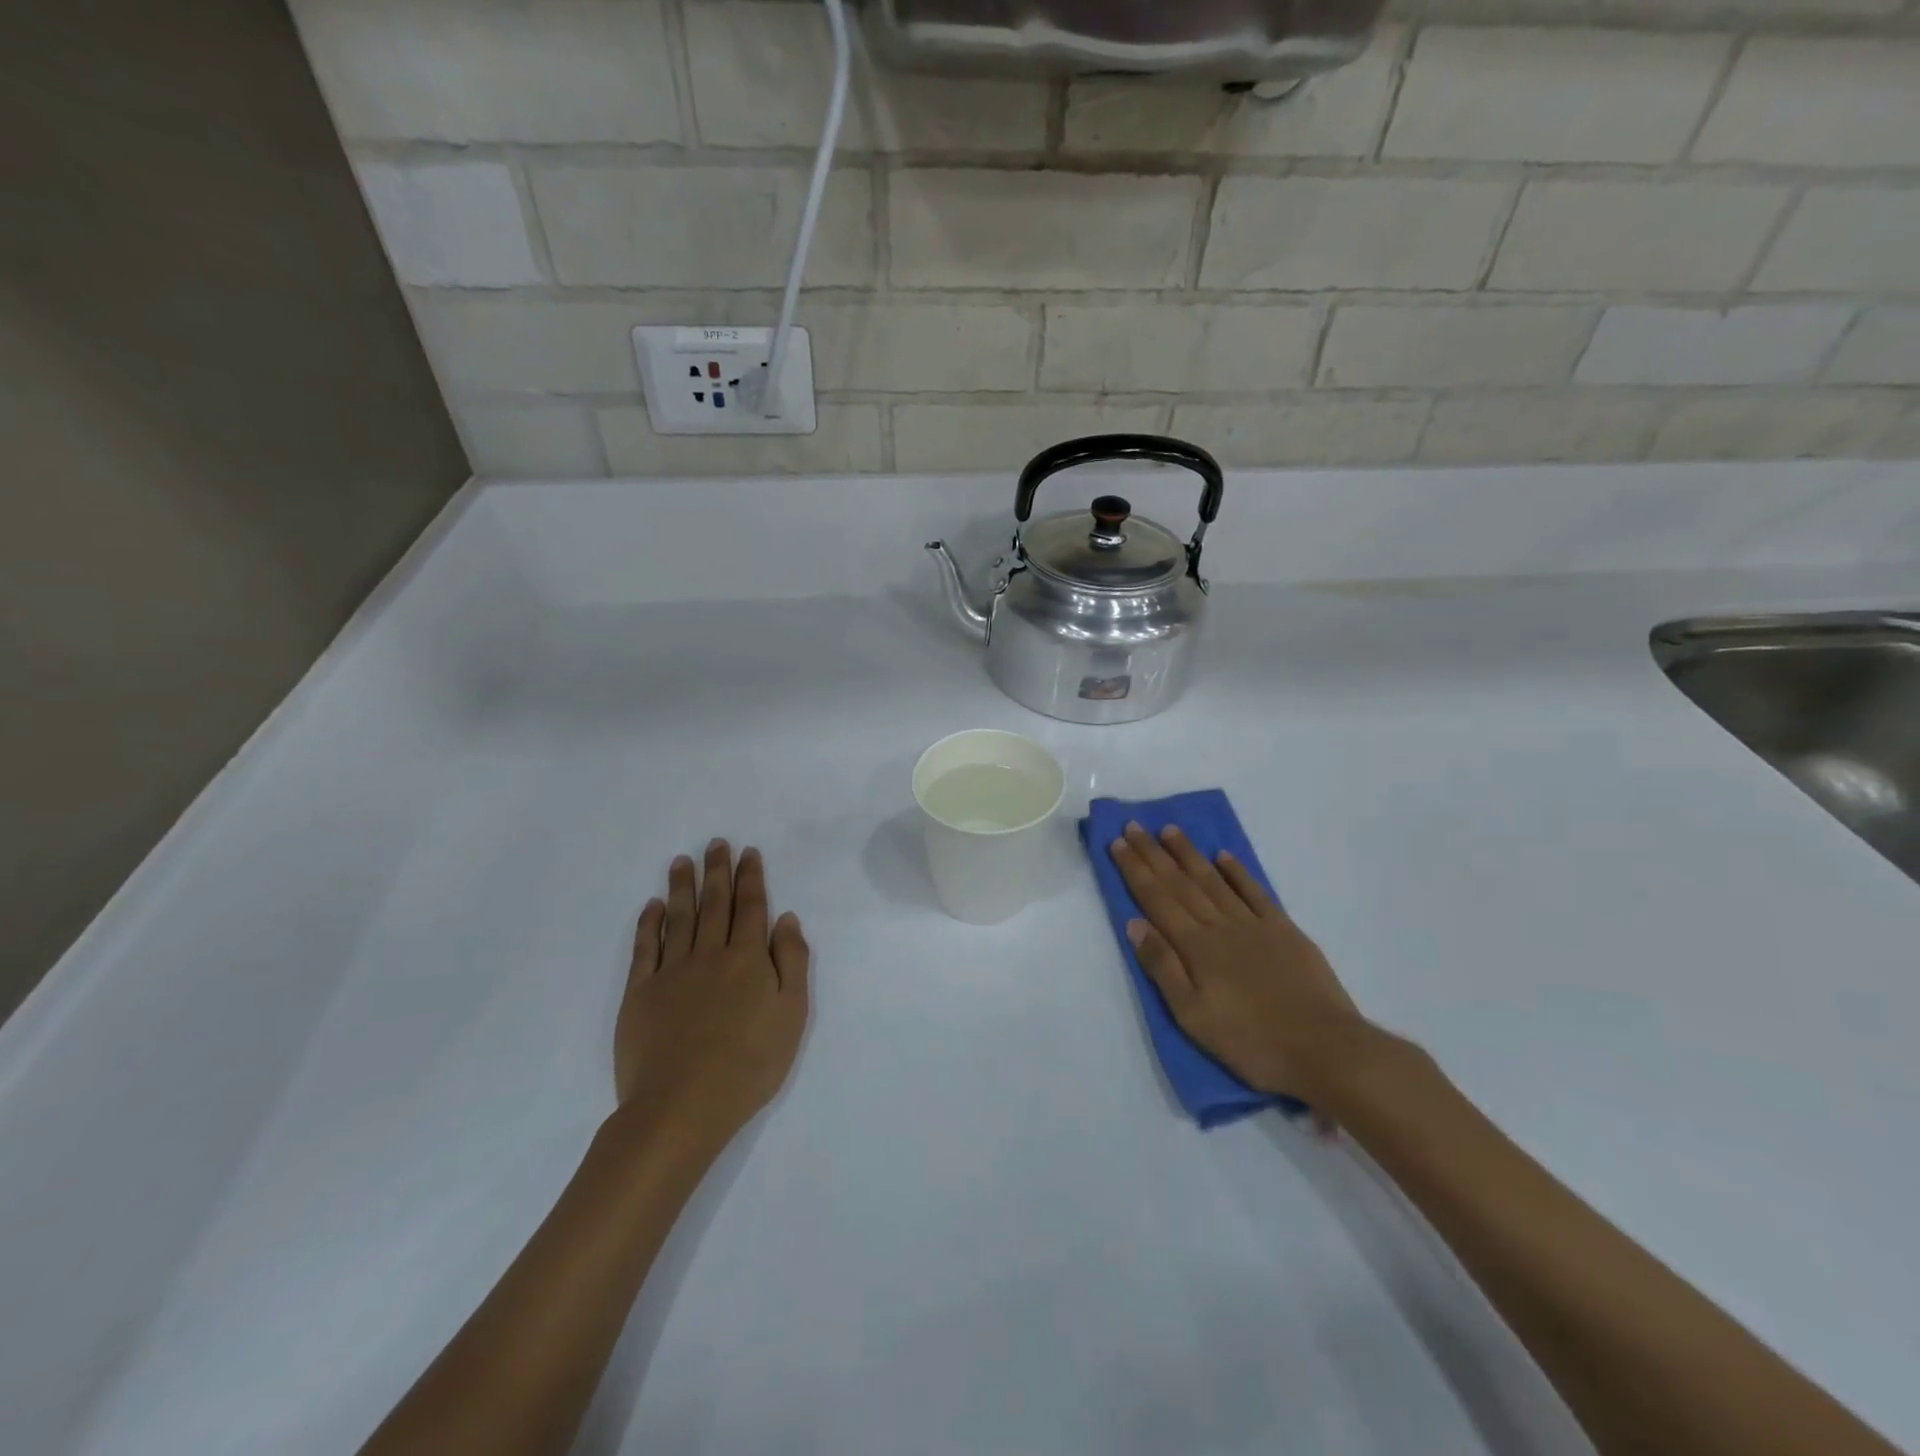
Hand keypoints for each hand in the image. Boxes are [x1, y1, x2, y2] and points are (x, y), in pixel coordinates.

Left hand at [614, 840, 809, 1147]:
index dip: (750, 878)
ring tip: (682, 861)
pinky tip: (653, 906)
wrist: (683, 1105)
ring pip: (680, 917)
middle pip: (715, 904)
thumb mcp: (792, 1014)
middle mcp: (710, 954)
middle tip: (716, 843)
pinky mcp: (640, 993)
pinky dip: (649, 923)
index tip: (747, 852)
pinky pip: (645, 948)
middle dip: (717, 871)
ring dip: (682, 886)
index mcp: (749, 959)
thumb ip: (792, 962)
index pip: (751, 907)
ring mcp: (672, 972)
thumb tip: (786, 919)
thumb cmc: (750, 1064)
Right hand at [1108, 822, 1372, 1104]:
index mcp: (1195, 947)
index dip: (1135, 870)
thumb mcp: (1193, 1016)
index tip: (1118, 842)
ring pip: (1213, 880)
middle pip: (1180, 883)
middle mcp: (1220, 926)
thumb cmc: (1251, 1041)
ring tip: (1170, 830)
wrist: (1325, 1049)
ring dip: (1189, 854)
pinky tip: (1223, 856)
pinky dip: (1237, 872)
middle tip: (1134, 826)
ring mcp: (1254, 925)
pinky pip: (1255, 892)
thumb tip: (1134, 923)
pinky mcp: (1285, 931)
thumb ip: (1163, 967)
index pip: (1156, 899)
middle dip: (1154, 854)